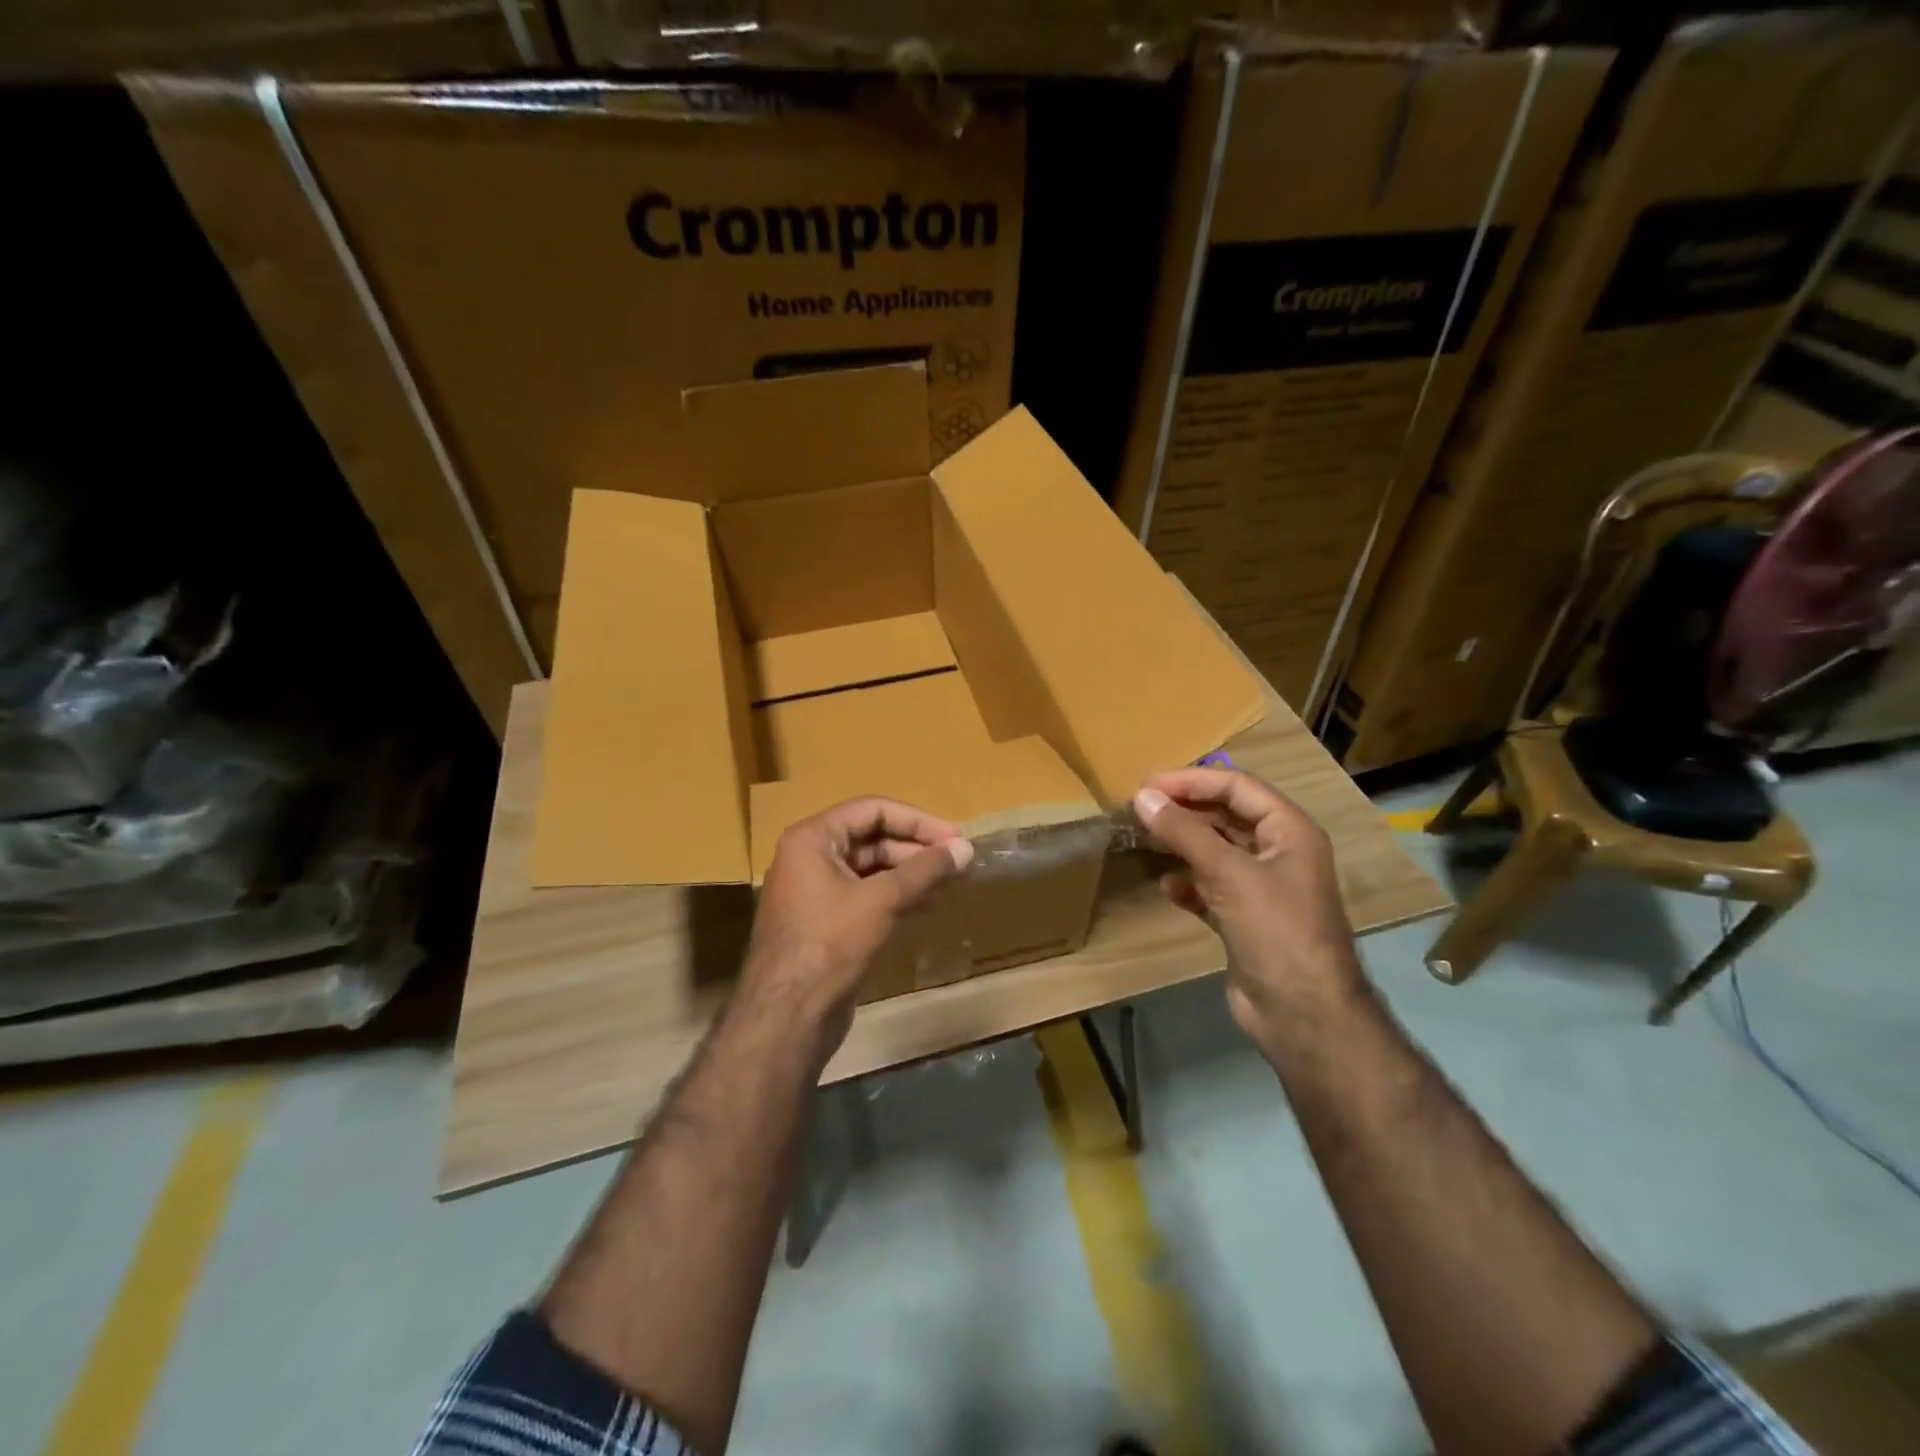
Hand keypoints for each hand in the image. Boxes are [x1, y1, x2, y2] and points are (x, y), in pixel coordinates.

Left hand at [742, 797, 973, 1050]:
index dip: (917, 821)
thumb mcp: (882, 900)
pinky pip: (865, 895)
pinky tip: (927, 905)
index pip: (872, 810)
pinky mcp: (825, 922)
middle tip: (956, 863)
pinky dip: (896, 896)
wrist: (788, 1017)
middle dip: (916, 849)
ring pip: (871, 869)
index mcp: (812, 838)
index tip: (954, 837)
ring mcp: (815, 891)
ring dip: (910, 874)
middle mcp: (809, 857)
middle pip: (871, 838)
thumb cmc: (830, 944)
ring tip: (949, 884)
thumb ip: (925, 870)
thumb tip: (966, 849)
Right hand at [1133, 768, 1362, 1055]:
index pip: (1238, 788)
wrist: (1302, 1015)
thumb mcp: (1229, 874)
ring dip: (1183, 845)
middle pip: (1226, 817)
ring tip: (1146, 840)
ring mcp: (1262, 888)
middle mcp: (1279, 853)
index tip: (1148, 785)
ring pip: (1216, 852)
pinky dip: (1189, 884)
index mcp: (1289, 832)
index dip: (1192, 781)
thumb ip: (1184, 832)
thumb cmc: (1275, 931)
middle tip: (1141, 808)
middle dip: (1185, 811)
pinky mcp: (1245, 919)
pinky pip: (1211, 888)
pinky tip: (1167, 887)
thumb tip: (1143, 796)